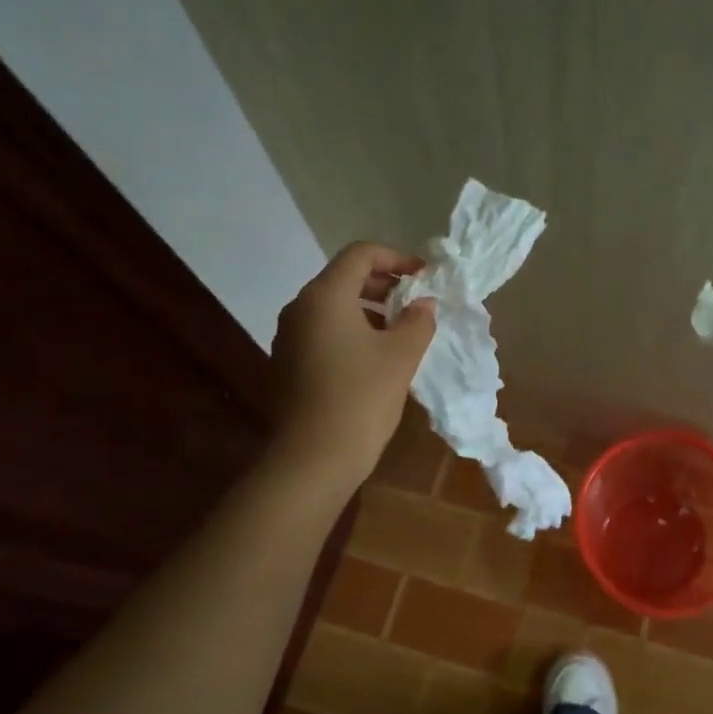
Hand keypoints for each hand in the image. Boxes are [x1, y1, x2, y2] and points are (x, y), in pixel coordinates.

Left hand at [270, 243, 436, 487]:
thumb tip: (422, 305)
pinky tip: (375, 357)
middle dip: (384, 284)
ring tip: (401, 331)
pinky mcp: (288, 363)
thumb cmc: (361, 398)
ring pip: (333, 306)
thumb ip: (417, 321)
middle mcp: (300, 308)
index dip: (396, 258)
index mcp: (324, 296)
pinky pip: (323, 331)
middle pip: (344, 278)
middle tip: (416, 302)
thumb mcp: (401, 355)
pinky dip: (352, 331)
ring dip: (369, 309)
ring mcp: (289, 337)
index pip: (360, 254)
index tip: (424, 277)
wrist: (313, 458)